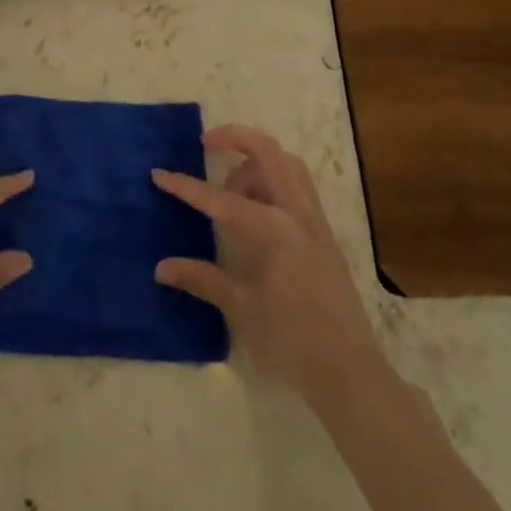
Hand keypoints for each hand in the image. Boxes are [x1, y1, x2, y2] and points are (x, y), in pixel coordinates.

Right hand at [152, 125, 387, 410]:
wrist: (351, 373)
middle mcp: (296, 212)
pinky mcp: (324, 231)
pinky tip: (257, 210)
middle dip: (233, 137)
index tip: (159, 173)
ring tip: (232, 189)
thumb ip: (202, 279)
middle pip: (266, 150)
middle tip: (205, 146)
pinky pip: (298, 184)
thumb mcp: (242, 310)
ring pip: (286, 162)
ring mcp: (314, 219)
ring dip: (256, 160)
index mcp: (272, 230)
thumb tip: (161, 267)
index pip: (220, 198)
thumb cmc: (292, 342)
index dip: (185, 187)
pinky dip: (274, 179)